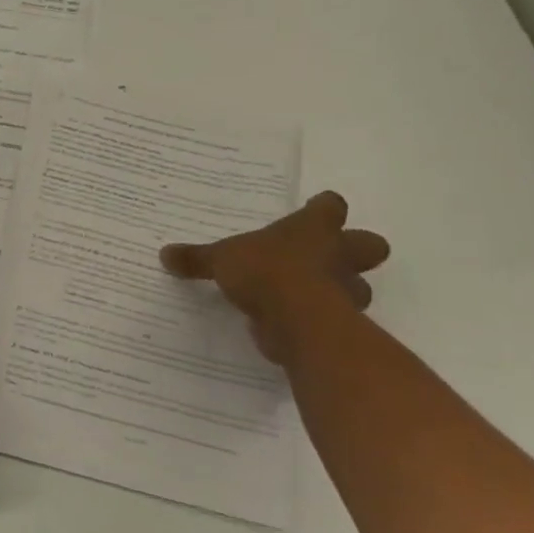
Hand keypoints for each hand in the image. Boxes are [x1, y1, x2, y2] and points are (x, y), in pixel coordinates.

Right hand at [160, 191, 388, 363]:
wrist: (298, 320)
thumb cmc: (265, 272)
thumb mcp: (220, 260)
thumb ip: (196, 258)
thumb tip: (165, 254)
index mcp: (313, 229)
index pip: (330, 207)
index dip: (323, 208)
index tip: (314, 210)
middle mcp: (339, 255)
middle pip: (369, 244)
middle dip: (356, 250)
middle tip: (328, 257)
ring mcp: (346, 291)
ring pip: (359, 287)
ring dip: (341, 290)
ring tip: (309, 297)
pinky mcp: (341, 324)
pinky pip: (337, 319)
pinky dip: (320, 321)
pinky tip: (295, 325)